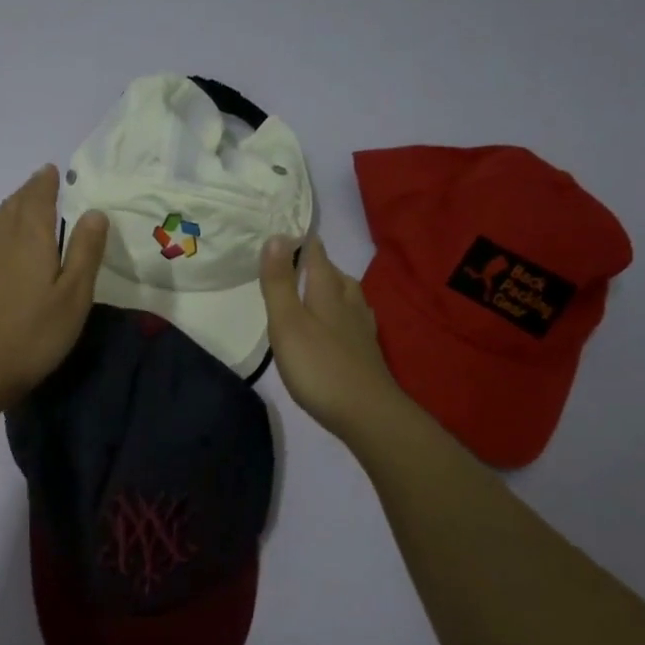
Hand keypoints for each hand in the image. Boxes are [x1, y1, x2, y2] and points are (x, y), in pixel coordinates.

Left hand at [0, 164, 108, 407]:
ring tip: (25, 204)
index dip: (45, 182)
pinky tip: (3, 238)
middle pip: (15, 204)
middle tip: (43, 183)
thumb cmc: (36, 332)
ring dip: (13, 205)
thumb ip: (85, 251)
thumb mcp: (75, 294)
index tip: (52, 170)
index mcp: (31, 238)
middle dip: (30, 190)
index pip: (38, 198)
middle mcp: (4, 239)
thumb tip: (95, 211)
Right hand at [259, 235, 408, 441]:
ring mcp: (361, 331)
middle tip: (302, 260)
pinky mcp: (367, 354)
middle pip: (336, 276)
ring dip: (336, 287)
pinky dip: (346, 314)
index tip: (291, 231)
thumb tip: (276, 236)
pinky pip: (356, 321)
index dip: (305, 243)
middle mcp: (349, 305)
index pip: (317, 257)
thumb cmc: (318, 366)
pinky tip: (344, 325)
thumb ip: (279, 283)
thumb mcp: (287, 322)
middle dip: (320, 264)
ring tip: (323, 287)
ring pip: (350, 298)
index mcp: (327, 293)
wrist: (366, 413)